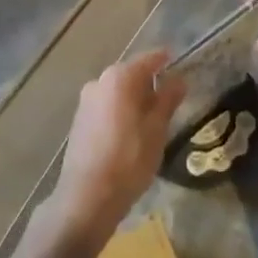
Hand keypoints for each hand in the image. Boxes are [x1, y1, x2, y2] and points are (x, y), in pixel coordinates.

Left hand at [49, 50, 186, 243]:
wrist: (86, 198)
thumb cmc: (129, 159)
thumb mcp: (157, 129)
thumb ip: (168, 100)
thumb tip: (178, 79)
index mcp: (119, 78)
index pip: (148, 59)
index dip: (165, 60)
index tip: (177, 63)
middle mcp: (99, 82)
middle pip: (131, 74)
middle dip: (150, 83)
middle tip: (170, 98)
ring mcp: (86, 102)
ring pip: (117, 92)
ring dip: (135, 98)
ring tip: (153, 118)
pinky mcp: (79, 121)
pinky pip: (106, 106)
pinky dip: (121, 111)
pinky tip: (131, 131)